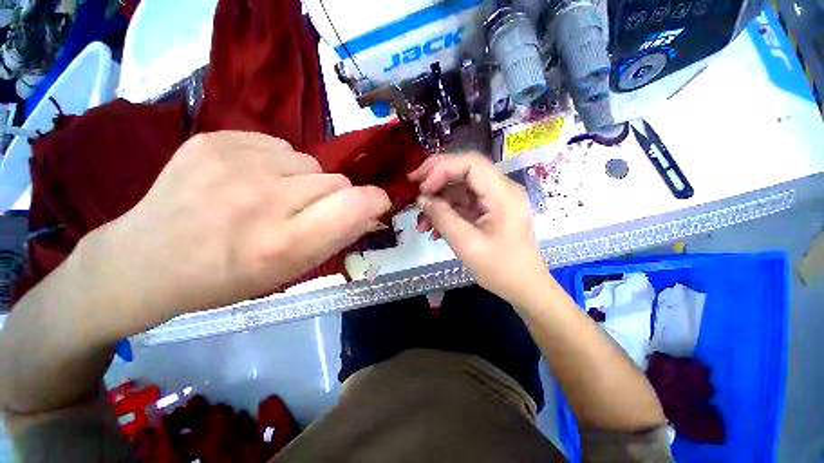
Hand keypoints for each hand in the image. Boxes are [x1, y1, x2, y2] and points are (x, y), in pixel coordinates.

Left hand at [90, 131, 389, 324]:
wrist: (146, 259)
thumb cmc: (228, 276)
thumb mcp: (292, 270)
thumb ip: (337, 236)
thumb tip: (370, 210)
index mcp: (285, 243)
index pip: (356, 204)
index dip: (374, 200)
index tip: (375, 204)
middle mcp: (265, 199)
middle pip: (336, 180)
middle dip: (333, 196)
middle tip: (303, 211)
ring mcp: (236, 163)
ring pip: (310, 160)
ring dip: (304, 179)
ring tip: (272, 195)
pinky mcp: (215, 139)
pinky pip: (278, 145)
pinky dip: (276, 163)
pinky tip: (248, 179)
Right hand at [408, 154, 548, 303]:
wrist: (524, 288)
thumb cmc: (501, 269)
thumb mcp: (467, 244)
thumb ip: (442, 218)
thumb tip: (421, 199)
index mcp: (502, 194)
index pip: (471, 163)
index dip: (442, 168)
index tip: (421, 186)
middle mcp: (501, 190)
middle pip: (464, 172)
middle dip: (436, 181)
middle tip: (413, 191)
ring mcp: (495, 201)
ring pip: (460, 190)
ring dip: (438, 204)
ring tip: (421, 224)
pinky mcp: (489, 212)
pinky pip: (464, 205)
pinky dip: (447, 214)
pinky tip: (434, 230)